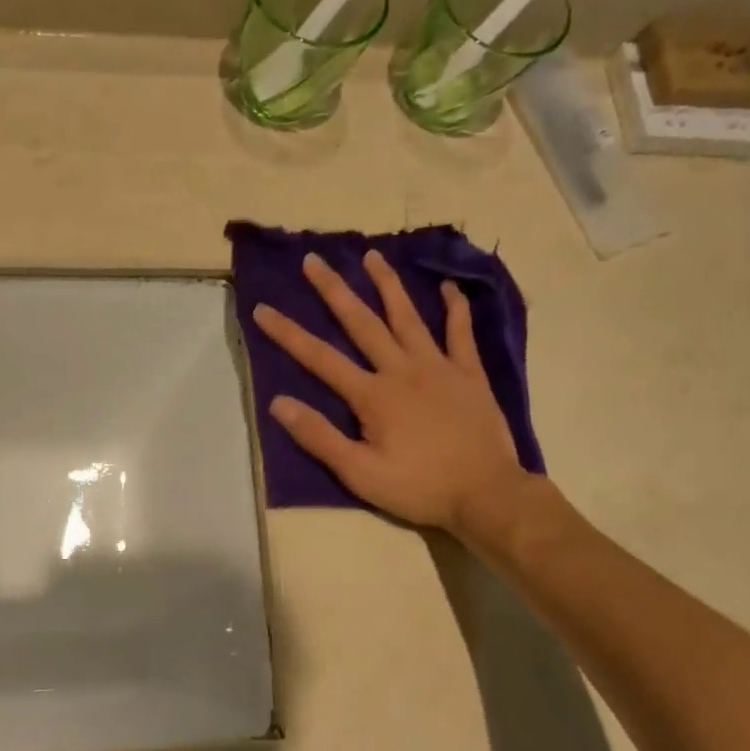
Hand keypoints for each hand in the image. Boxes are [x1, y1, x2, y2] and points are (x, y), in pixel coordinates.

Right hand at [251, 249, 542, 546]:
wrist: (487, 494)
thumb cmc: (419, 487)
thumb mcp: (360, 474)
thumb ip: (319, 437)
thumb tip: (279, 403)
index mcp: (372, 395)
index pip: (320, 358)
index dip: (288, 333)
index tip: (262, 309)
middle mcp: (402, 370)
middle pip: (361, 323)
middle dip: (334, 290)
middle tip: (314, 259)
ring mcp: (439, 367)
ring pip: (408, 317)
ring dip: (387, 284)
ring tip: (372, 255)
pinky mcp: (470, 374)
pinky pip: (461, 334)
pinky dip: (455, 308)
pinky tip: (448, 288)